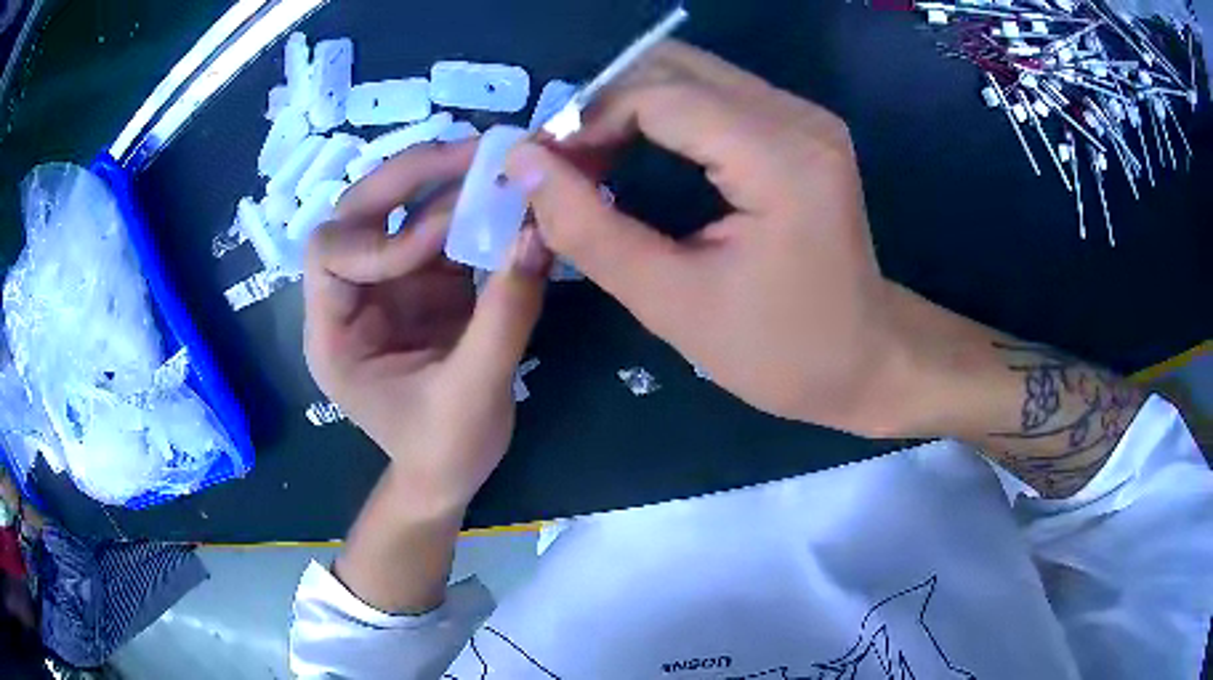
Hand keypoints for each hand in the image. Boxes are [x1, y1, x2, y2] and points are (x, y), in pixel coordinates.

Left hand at [304, 142, 551, 515]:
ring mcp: (388, 284)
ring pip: (401, 209)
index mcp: (333, 334)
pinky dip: (475, 208)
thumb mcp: (474, 393)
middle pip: (359, 212)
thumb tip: (539, 234)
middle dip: (412, 178)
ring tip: (499, 161)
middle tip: (474, 153)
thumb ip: (505, 315)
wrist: (449, 475)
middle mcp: (351, 296)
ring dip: (447, 180)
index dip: (381, 241)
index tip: (442, 243)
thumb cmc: (444, 450)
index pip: (330, 255)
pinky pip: (443, 229)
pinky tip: (509, 195)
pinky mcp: (424, 283)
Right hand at [505, 42, 907, 434]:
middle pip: (672, 67)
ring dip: (627, 107)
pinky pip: (714, 94)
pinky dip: (661, 114)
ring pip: (690, 73)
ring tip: (591, 163)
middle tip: (563, 166)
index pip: (657, 95)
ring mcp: (805, 116)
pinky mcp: (801, 128)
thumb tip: (524, 166)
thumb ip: (590, 229)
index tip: (541, 169)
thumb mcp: (673, 304)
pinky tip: (636, 154)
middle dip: (602, 106)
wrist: (867, 359)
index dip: (585, 121)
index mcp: (780, 157)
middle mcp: (797, 116)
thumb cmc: (781, 351)